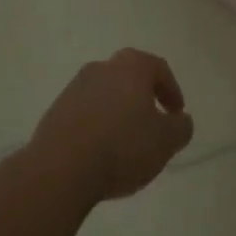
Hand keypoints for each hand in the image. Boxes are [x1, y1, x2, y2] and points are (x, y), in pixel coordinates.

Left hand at [22, 49, 194, 205]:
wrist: (60, 168)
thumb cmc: (122, 147)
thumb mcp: (165, 141)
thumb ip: (180, 128)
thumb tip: (181, 120)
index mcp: (131, 66)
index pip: (158, 68)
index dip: (171, 90)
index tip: (177, 115)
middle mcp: (102, 68)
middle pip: (129, 77)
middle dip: (142, 98)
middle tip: (152, 123)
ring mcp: (74, 88)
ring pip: (105, 94)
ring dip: (117, 112)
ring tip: (125, 142)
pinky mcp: (55, 111)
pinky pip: (84, 113)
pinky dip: (96, 126)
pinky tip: (100, 151)